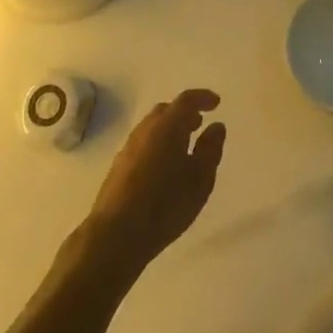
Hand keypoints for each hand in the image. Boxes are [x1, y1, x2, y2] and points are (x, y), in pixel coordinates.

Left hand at [83, 89, 225, 279]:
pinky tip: (162, 167)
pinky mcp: (117, 167)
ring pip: (152, 128)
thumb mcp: (200, 179)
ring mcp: (128, 147)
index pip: (187, 100)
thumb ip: (211, 149)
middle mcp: (146, 129)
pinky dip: (156, 145)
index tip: (216, 103)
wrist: (116, 234)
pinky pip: (142, 145)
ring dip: (169, 130)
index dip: (203, 98)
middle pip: (166, 111)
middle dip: (184, 114)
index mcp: (168, 125)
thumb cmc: (165, 204)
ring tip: (183, 146)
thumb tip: (216, 126)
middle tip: (198, 124)